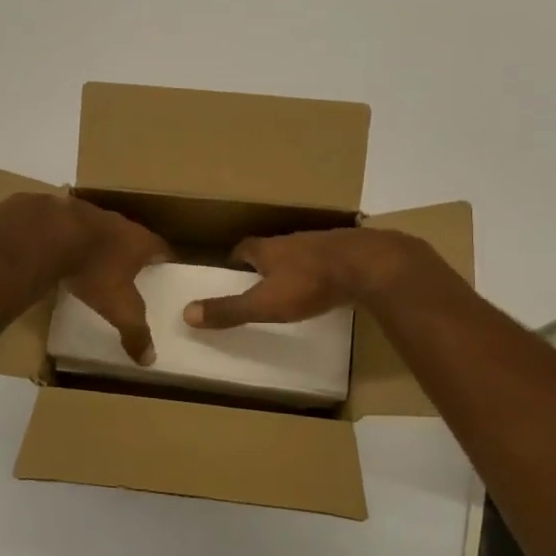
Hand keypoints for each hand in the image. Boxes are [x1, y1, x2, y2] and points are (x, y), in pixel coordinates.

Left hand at [59, 198, 172, 362]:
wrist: (50, 234)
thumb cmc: (95, 269)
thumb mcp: (119, 307)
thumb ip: (135, 331)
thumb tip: (149, 359)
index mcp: (140, 241)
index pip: (163, 249)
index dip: (166, 262)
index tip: (167, 274)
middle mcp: (119, 223)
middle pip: (134, 238)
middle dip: (134, 255)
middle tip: (135, 274)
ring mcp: (89, 215)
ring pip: (103, 232)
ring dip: (103, 247)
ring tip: (100, 266)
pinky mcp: (62, 214)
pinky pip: (74, 231)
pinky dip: (74, 243)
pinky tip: (66, 256)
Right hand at [183, 228, 437, 329]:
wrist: (368, 265)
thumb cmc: (309, 284)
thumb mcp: (264, 303)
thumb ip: (228, 310)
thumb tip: (186, 314)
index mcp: (268, 249)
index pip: (243, 248)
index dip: (235, 259)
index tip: (229, 270)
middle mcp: (292, 241)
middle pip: (271, 248)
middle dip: (263, 263)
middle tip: (257, 281)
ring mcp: (322, 244)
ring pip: (300, 253)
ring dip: (292, 266)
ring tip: (290, 286)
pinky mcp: (348, 253)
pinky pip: (327, 260)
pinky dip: (320, 271)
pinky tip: (325, 286)